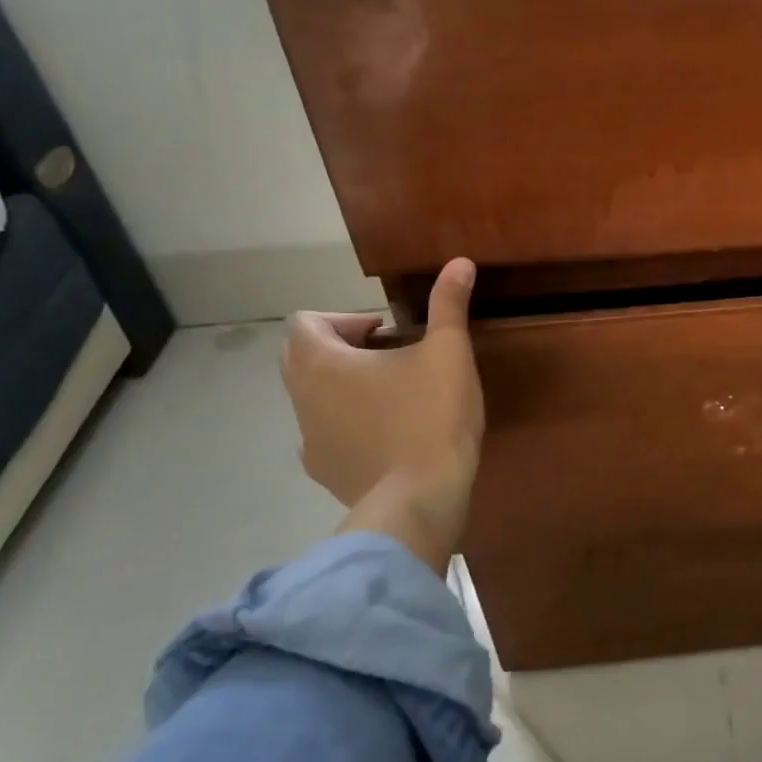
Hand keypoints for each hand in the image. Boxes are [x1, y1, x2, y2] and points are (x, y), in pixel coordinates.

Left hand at [280, 258, 481, 574]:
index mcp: (322, 364)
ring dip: (345, 386)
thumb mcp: (448, 352)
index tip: (387, 332)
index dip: (344, 319)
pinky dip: (349, 424)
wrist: (420, 499)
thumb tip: (459, 262)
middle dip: (342, 349)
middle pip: (301, 357)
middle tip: (390, 356)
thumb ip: (449, 304)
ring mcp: (308, 440)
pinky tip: (389, 434)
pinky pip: (327, 434)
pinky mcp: (324, 472)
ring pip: (314, 397)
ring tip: (395, 394)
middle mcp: (302, 399)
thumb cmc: (431, 416)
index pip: (305, 322)